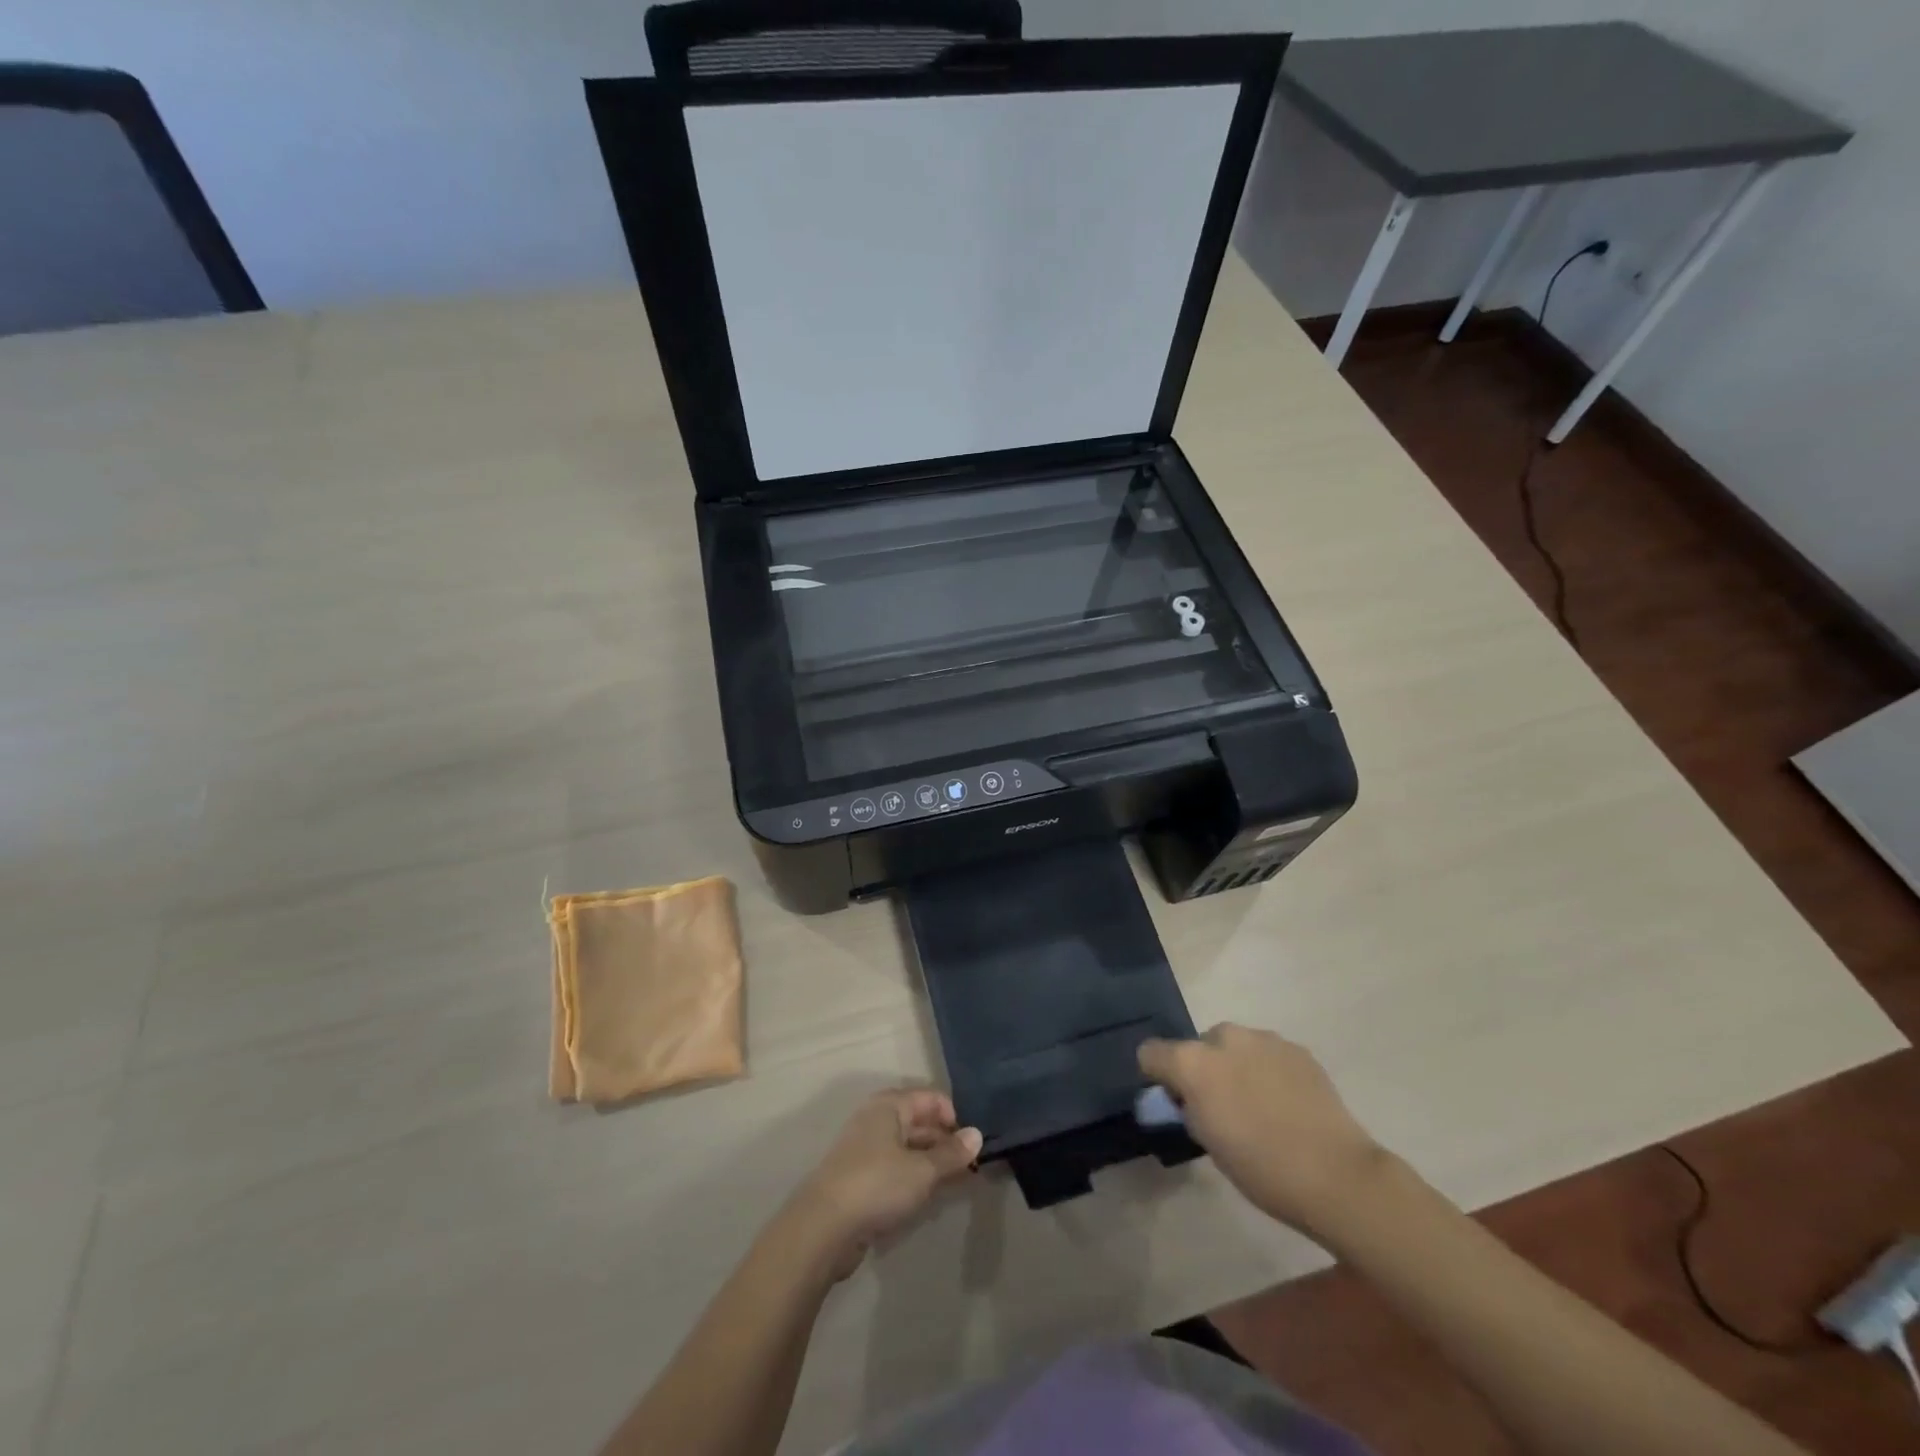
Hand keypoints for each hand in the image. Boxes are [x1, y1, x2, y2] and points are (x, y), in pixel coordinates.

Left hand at [787, 1088, 981, 1279]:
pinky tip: (927, 1197)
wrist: (824, 1227)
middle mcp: (876, 1119)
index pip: (930, 1098)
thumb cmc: (877, 1185)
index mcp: (889, 1106)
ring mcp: (865, 1149)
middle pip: (919, 1122)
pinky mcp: (859, 1178)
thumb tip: (977, 1135)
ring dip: (931, 1163)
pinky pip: (894, 1169)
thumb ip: (951, 1154)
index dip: (954, 1117)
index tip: (971, 1145)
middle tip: (970, 1167)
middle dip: (945, 1142)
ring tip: (955, 1183)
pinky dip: (913, 1178)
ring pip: (907, 1148)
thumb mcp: (922, 1170)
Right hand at [1138, 1024, 1390, 1239]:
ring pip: (1235, 1047)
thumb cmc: (1261, 1168)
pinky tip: (1287, 1103)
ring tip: (1260, 1105)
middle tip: (1222, 1107)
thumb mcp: (1208, 1142)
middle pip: (1198, 1045)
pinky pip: (1268, 1054)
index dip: (1158, 1075)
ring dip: (1236, 1066)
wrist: (1336, 1175)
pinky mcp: (1296, 1049)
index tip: (1175, 1101)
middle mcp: (1224, 1038)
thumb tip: (1190, 1099)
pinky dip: (1268, 1070)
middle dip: (1204, 1068)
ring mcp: (1264, 1039)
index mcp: (1193, 1062)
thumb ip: (1190, 1109)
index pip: (1151, 1053)